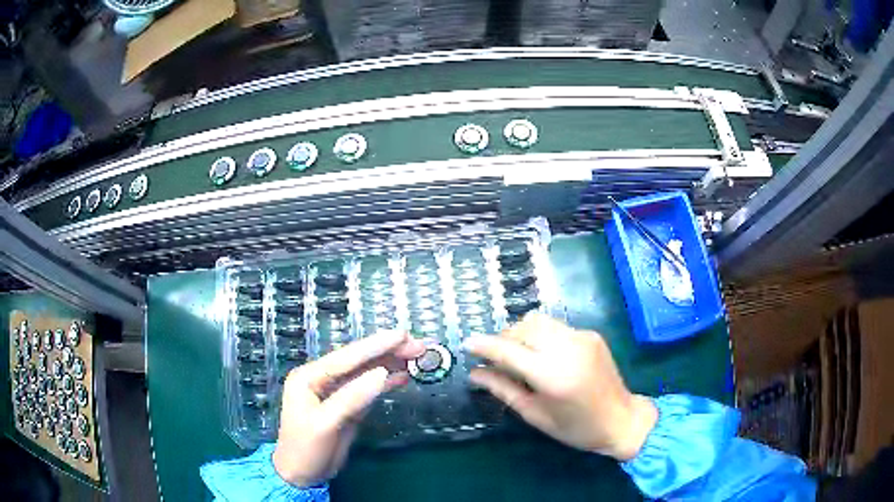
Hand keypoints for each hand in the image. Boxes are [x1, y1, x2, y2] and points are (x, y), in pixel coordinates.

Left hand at [272, 330, 423, 486]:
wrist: (302, 474)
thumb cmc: (306, 448)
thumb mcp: (326, 424)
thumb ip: (352, 398)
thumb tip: (382, 373)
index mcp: (309, 377)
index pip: (346, 357)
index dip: (375, 345)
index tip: (402, 334)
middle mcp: (322, 379)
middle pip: (358, 361)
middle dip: (387, 352)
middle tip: (418, 345)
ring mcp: (335, 392)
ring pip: (366, 373)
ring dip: (391, 364)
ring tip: (417, 356)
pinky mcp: (347, 406)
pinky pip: (369, 390)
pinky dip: (386, 383)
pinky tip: (403, 376)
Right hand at [463, 313, 657, 460]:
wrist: (621, 419)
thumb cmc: (575, 427)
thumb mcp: (535, 414)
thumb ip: (503, 390)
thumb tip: (474, 374)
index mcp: (552, 375)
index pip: (509, 351)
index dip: (484, 345)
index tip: (467, 344)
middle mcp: (567, 348)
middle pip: (524, 327)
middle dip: (504, 338)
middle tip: (496, 358)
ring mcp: (582, 337)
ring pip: (539, 321)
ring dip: (522, 333)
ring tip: (519, 355)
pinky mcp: (591, 334)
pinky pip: (556, 327)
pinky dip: (541, 336)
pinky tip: (544, 356)